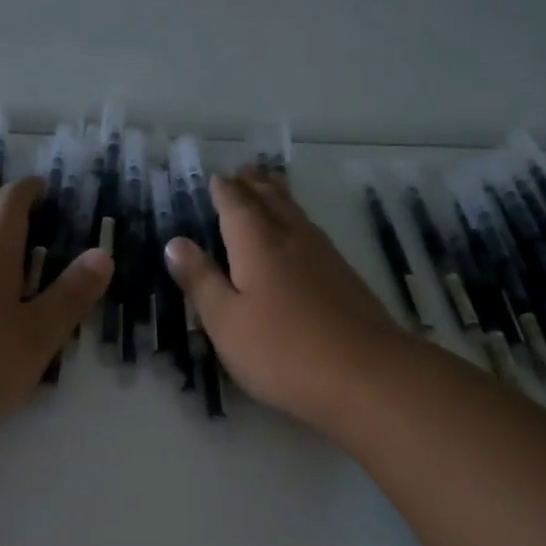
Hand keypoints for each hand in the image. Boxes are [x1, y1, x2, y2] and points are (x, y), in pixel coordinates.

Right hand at [164, 167, 410, 433]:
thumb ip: (201, 281)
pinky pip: (311, 231)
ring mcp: (324, 256)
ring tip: (269, 185)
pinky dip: (296, 218)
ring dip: (278, 195)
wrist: (369, 377)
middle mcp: (292, 240)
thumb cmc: (284, 351)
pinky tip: (300, 233)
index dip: (224, 191)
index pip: (236, 206)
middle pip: (271, 200)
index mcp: (258, 245)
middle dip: (254, 184)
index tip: (215, 177)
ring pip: (296, 213)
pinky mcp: (345, 277)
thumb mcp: (226, 322)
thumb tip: (176, 242)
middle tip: (243, 169)